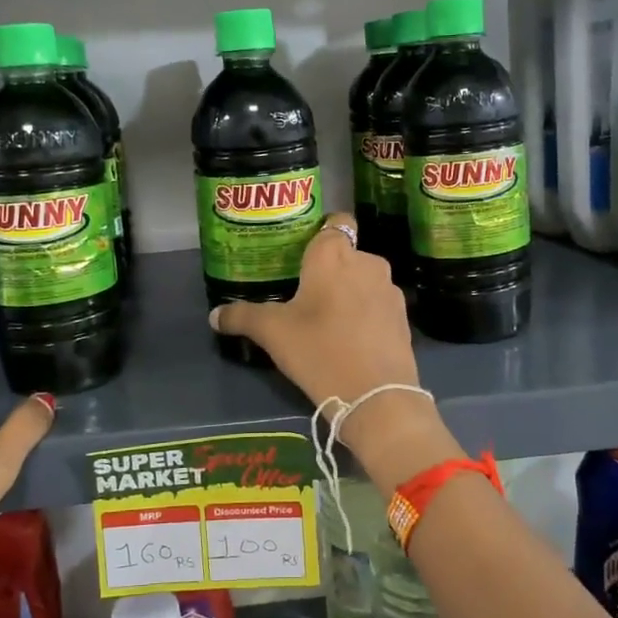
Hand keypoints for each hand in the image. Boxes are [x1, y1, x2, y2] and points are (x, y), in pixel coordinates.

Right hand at [209, 212, 416, 408]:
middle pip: (347, 253)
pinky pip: (378, 304)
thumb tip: (214, 315)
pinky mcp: (403, 317)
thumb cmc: (319, 350)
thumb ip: (242, 317)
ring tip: (327, 318)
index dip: (321, 231)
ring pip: (364, 279)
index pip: (335, 221)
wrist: (376, 396)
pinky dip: (366, 313)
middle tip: (305, 292)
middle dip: (330, 268)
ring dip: (349, 291)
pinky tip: (350, 338)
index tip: (303, 253)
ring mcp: (390, 289)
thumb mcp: (273, 333)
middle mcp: (367, 261)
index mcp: (333, 254)